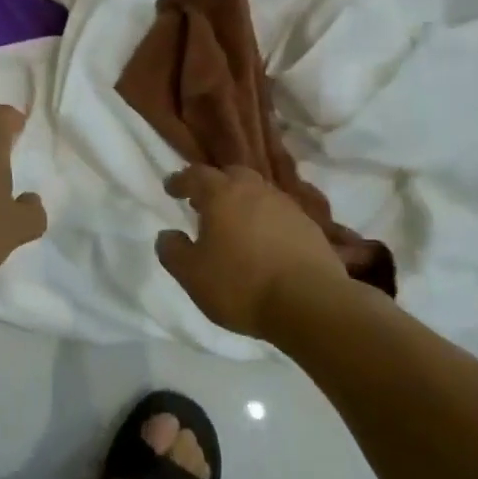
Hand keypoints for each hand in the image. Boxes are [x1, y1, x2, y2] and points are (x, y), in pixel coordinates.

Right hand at [157, 164, 346, 338]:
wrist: (310, 303)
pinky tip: (264, 243)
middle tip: (203, 203)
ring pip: (258, 194)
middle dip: (215, 185)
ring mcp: (287, 206)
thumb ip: (173, 252)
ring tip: (234, 224)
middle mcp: (255, 190)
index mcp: (222, 194)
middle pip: (232, 175)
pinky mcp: (310, 227)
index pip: (196, 175)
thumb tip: (167, 235)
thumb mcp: (192, 275)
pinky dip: (266, 221)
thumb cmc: (241, 285)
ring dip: (243, 203)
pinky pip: (280, 215)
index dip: (180, 181)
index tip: (171, 188)